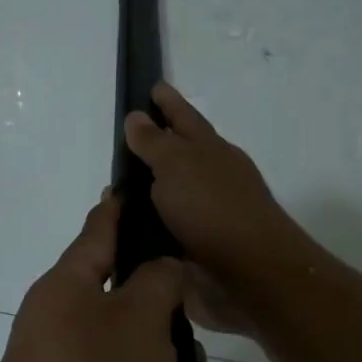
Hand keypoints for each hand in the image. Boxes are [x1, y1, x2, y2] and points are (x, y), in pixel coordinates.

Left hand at [0, 195, 228, 361]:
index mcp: (67, 286)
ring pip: (130, 359)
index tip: (131, 187)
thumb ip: (160, 282)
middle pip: (118, 301)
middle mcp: (60, 324)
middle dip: (162, 310)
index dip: (118, 209)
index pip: (98, 232)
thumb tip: (162, 266)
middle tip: (199, 316)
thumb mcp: (140, 317)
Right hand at [123, 84, 302, 336]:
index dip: (168, 102)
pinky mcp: (197, 249)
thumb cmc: (213, 208)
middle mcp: (211, 179)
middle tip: (122, 142)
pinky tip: (123, 229)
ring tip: (112, 193)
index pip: (185, 118)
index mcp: (211, 151)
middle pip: (179, 155)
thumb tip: (137, 116)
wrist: (249, 274)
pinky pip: (163, 229)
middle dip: (155, 147)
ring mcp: (206, 215)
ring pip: (169, 195)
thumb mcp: (177, 164)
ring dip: (145, 193)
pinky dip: (145, 226)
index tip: (153, 87)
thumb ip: (154, 142)